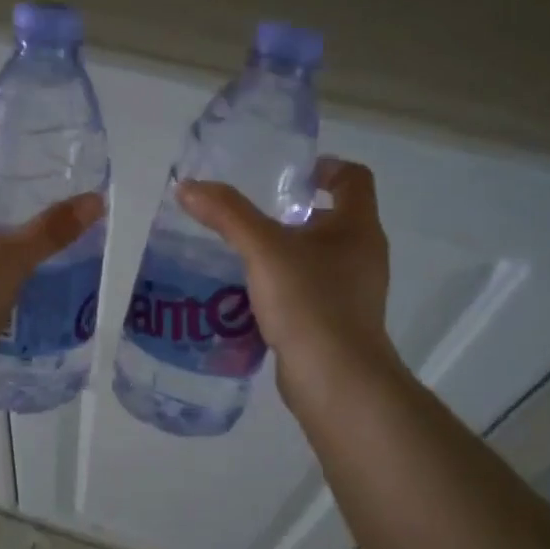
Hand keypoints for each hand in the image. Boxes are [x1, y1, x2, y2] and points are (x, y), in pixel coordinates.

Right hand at [176, 158, 396, 403]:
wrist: (336, 380)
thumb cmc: (310, 303)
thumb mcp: (263, 251)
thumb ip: (227, 215)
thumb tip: (187, 186)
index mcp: (358, 228)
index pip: (353, 178)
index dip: (323, 168)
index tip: (286, 175)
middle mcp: (362, 255)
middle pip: (331, 218)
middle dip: (290, 215)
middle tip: (248, 217)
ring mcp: (353, 293)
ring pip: (316, 259)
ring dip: (282, 254)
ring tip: (239, 257)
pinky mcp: (336, 323)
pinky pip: (307, 292)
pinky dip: (281, 288)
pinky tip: (246, 297)